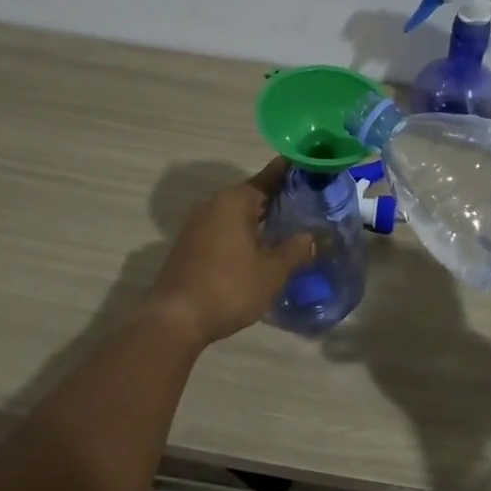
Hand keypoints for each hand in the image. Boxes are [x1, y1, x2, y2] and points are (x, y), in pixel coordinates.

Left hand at [140, 160, 316, 346]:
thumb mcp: (272, 271)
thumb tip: (315, 237)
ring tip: (291, 227)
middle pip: (253, 193)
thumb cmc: (229, 287)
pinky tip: (262, 248)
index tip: (315, 171)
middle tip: (312, 204)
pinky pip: (225, 228)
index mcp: (235, 200)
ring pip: (238, 213)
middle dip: (280, 198)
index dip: (293, 173)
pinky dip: (245, 232)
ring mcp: (198, 224)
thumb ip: (296, 250)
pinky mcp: (191, 245)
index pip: (270, 176)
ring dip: (262, 218)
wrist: (175, 319)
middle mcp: (214, 204)